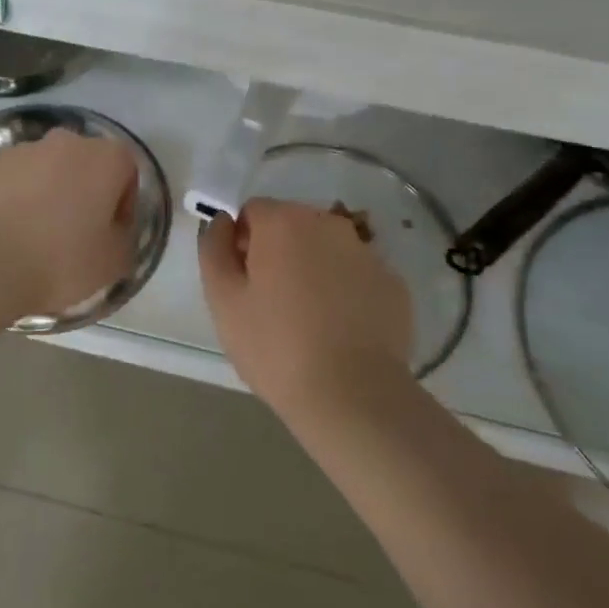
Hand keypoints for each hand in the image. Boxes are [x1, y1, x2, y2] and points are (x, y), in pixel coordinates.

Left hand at [0, 128, 139, 319]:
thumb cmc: (61, 261)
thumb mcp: (114, 262)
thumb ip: (124, 237)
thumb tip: (115, 230)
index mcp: (104, 158)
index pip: (126, 169)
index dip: (122, 201)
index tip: (111, 232)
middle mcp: (63, 142)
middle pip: (81, 161)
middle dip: (81, 189)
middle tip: (74, 231)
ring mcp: (18, 149)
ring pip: (41, 167)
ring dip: (44, 191)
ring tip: (32, 234)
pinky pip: (6, 179)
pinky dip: (8, 197)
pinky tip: (2, 232)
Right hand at [199, 198, 413, 418]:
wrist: (353, 396)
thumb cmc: (276, 345)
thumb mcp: (222, 299)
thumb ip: (214, 248)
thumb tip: (223, 221)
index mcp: (284, 221)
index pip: (253, 211)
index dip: (242, 243)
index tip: (243, 283)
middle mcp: (329, 224)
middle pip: (293, 225)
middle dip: (279, 252)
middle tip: (271, 303)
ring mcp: (367, 253)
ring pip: (327, 249)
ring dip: (314, 269)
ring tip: (308, 320)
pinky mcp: (394, 284)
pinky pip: (357, 276)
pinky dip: (346, 292)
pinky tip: (340, 331)